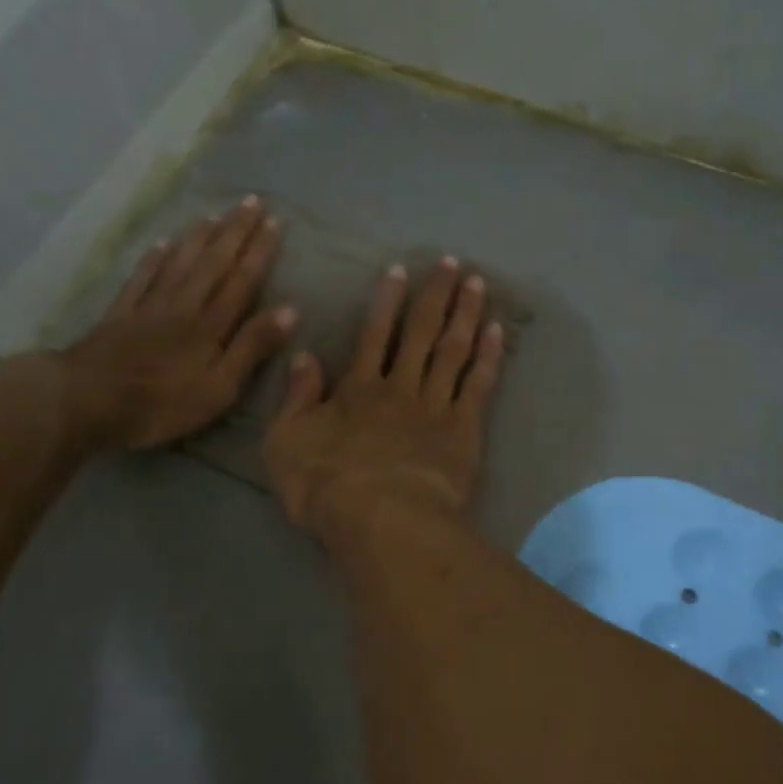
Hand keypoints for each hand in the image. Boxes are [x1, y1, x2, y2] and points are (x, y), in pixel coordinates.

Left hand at [55, 197, 295, 449]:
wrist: (86, 401)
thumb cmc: (161, 404)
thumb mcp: (219, 388)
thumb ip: (252, 347)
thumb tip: (290, 310)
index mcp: (211, 325)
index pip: (242, 280)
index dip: (260, 251)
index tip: (276, 222)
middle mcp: (183, 306)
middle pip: (213, 263)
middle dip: (235, 232)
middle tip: (251, 201)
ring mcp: (148, 308)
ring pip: (179, 263)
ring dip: (199, 238)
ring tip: (214, 214)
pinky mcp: (119, 316)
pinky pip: (141, 279)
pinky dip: (153, 259)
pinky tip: (161, 243)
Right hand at [264, 259, 505, 539]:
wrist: (382, 520)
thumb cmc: (326, 486)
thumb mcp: (285, 442)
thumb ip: (296, 397)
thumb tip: (304, 355)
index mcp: (359, 389)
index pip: (374, 334)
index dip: (387, 301)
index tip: (401, 269)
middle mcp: (401, 387)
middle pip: (421, 332)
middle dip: (436, 295)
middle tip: (452, 263)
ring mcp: (436, 407)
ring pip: (453, 351)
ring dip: (465, 315)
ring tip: (478, 284)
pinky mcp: (464, 431)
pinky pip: (479, 385)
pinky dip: (488, 357)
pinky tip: (497, 333)